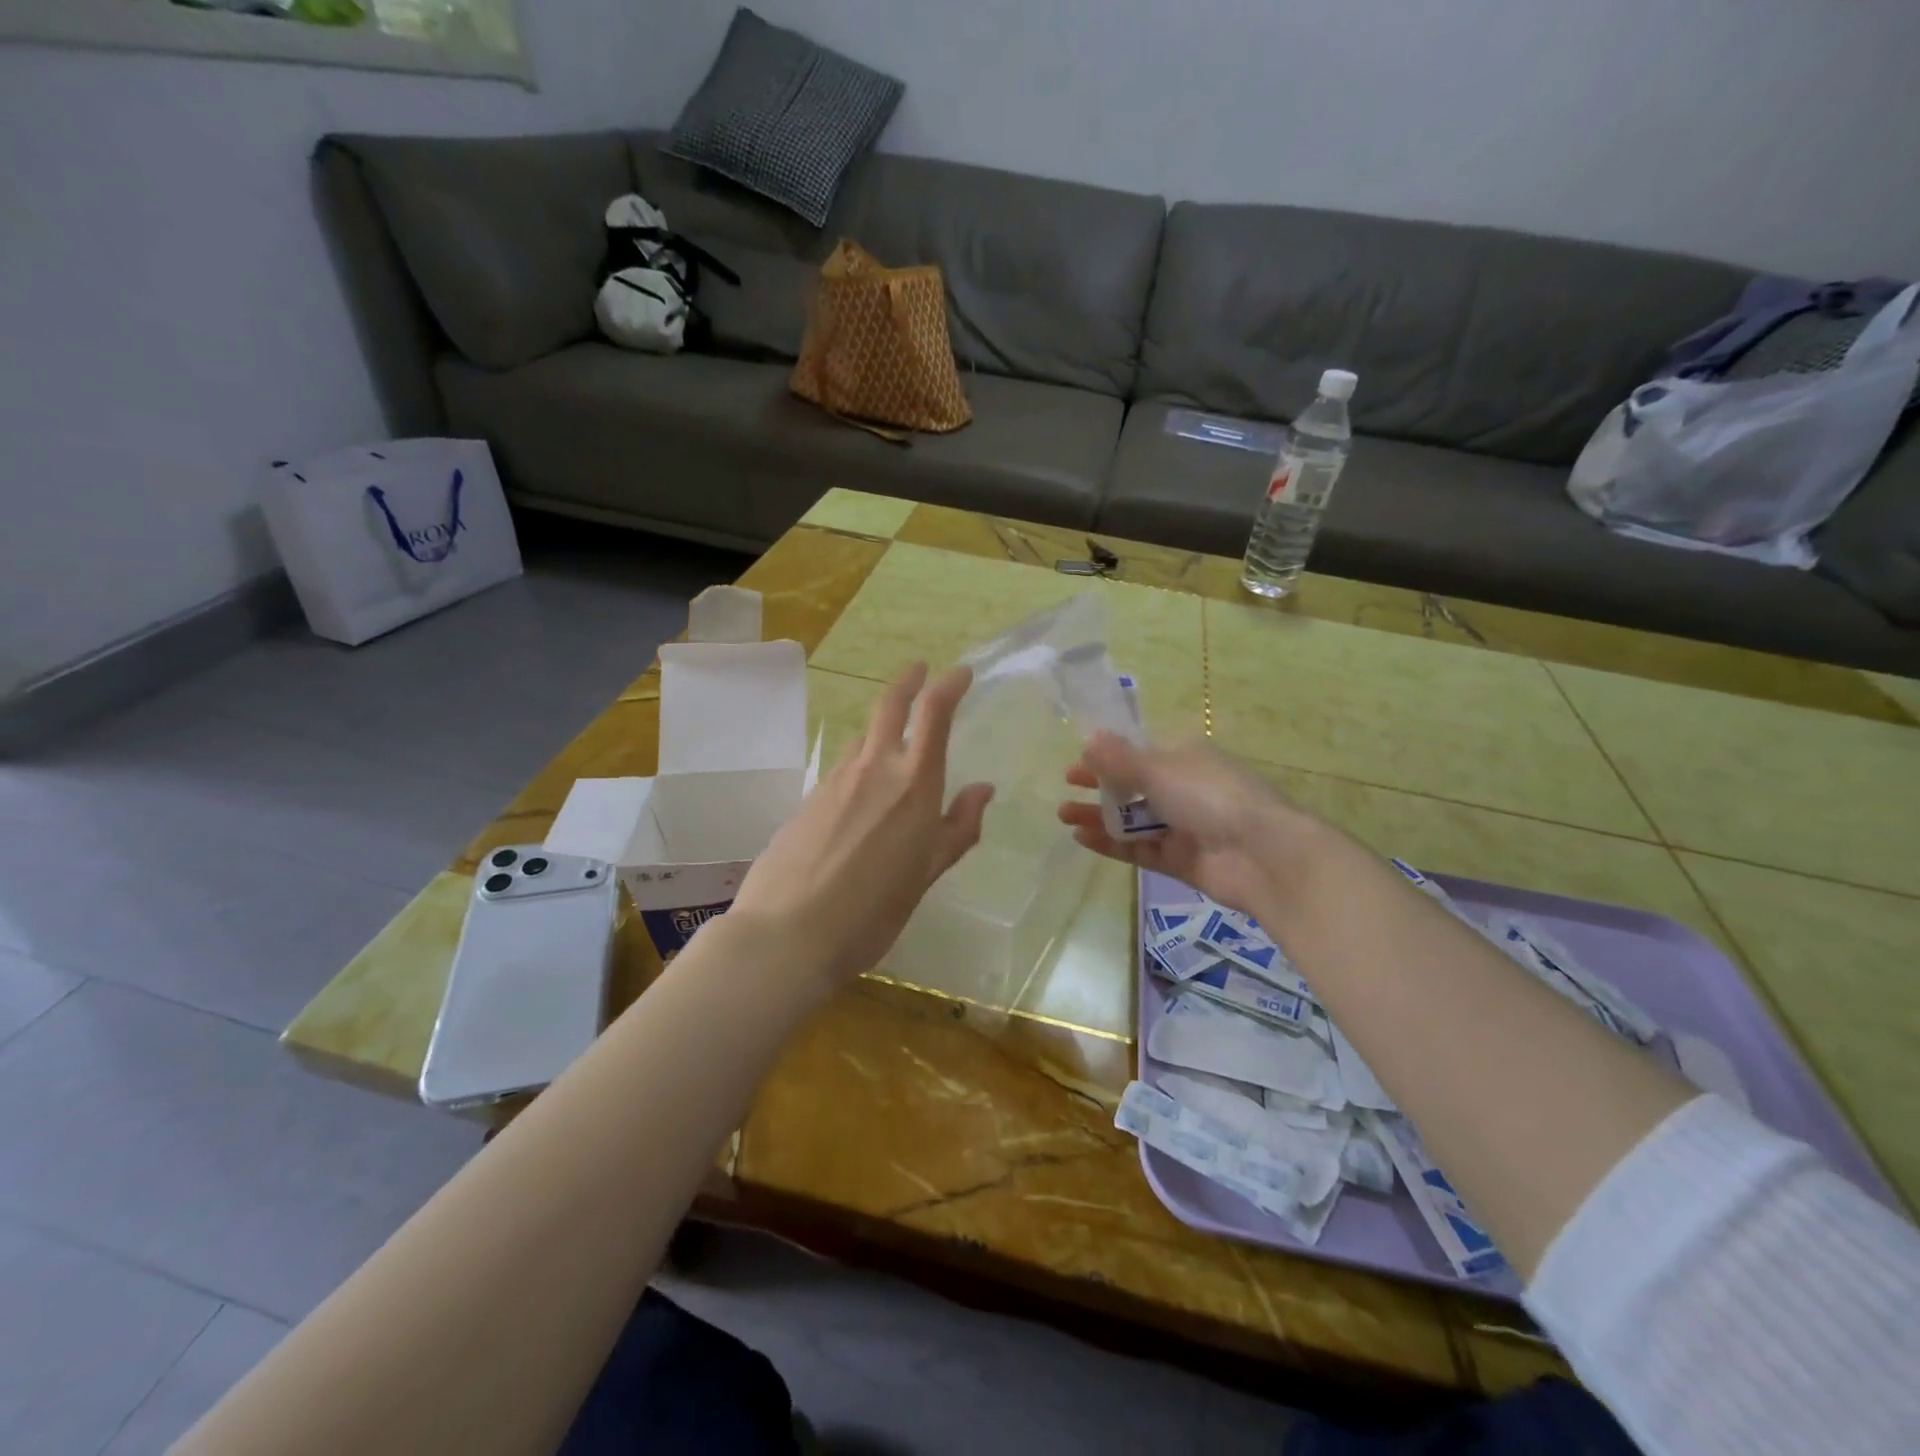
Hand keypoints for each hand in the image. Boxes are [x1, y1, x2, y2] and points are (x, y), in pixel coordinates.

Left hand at [729, 663, 993, 994]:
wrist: (787, 934)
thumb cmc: (873, 911)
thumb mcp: (927, 874)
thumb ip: (958, 828)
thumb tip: (982, 790)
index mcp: (912, 785)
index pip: (933, 714)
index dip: (949, 685)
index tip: (960, 672)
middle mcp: (873, 769)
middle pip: (889, 706)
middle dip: (907, 681)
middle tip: (919, 669)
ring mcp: (834, 781)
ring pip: (861, 738)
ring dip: (880, 730)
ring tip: (892, 746)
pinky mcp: (807, 799)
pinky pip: (840, 769)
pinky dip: (858, 766)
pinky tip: (858, 800)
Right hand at [1057, 734, 1328, 919]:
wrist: (1262, 854)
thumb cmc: (1210, 796)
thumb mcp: (1159, 769)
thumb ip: (1120, 759)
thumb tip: (1089, 738)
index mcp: (1186, 758)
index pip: (1141, 753)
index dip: (1109, 756)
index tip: (1078, 761)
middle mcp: (1185, 789)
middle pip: (1134, 786)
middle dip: (1100, 786)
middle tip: (1066, 788)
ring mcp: (1183, 827)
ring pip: (1133, 820)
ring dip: (1099, 815)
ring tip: (1063, 815)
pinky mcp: (1179, 860)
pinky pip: (1138, 848)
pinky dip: (1111, 843)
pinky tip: (1081, 838)